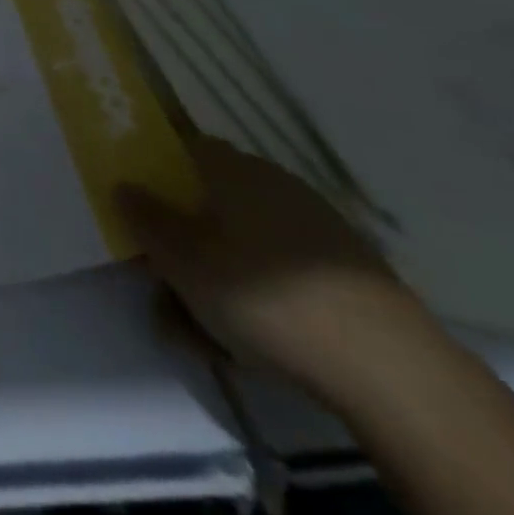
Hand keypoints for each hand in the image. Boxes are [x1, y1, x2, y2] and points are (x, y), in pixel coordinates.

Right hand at [116, 137, 438, 406]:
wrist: (391, 368)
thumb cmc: (265, 297)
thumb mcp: (185, 262)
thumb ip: (146, 220)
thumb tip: (122, 184)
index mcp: (232, 168)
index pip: (182, 146)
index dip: (155, 170)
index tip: (138, 205)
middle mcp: (273, 181)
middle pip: (211, 196)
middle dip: (184, 235)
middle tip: (165, 282)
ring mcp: (316, 223)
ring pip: (244, 237)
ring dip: (218, 269)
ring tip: (202, 325)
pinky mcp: (346, 268)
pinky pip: (281, 266)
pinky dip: (259, 289)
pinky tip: (253, 335)